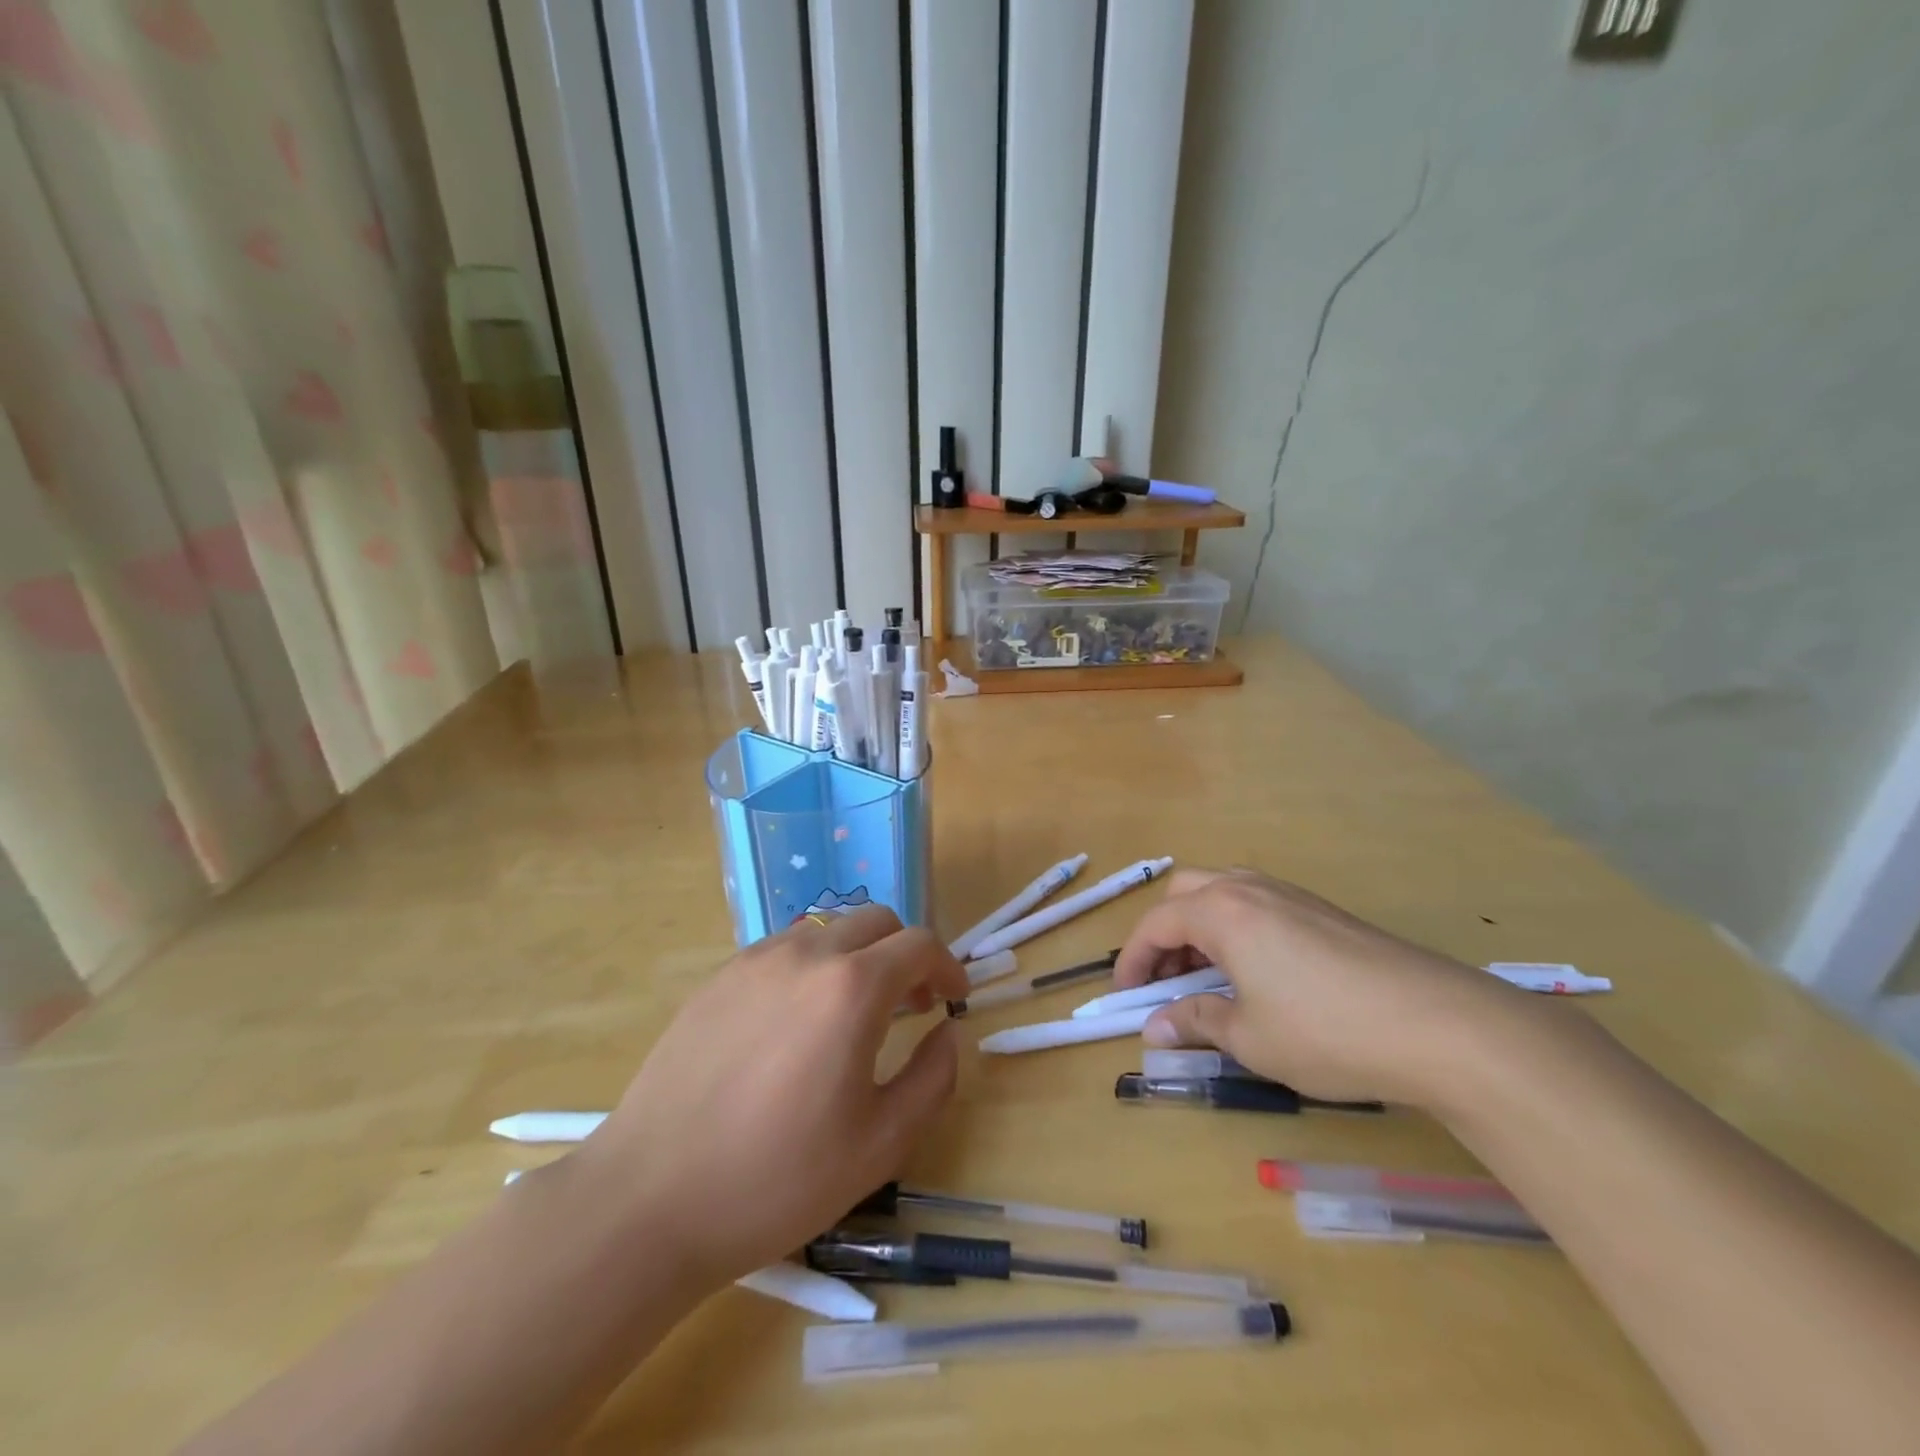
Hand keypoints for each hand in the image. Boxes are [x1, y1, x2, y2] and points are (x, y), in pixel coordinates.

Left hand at [574, 907, 967, 1292]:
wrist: (649, 1200)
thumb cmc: (777, 1179)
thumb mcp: (881, 1145)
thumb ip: (932, 1078)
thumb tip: (948, 1032)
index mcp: (851, 988)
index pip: (919, 944)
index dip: (948, 965)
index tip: (954, 998)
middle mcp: (806, 954)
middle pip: (876, 921)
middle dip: (906, 953)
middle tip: (912, 1003)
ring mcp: (755, 960)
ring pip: (828, 930)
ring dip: (858, 955)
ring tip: (854, 1012)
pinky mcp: (719, 977)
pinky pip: (784, 949)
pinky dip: (812, 965)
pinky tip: (797, 1022)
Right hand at [1115, 868, 1524, 1105]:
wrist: (1441, 1025)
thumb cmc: (1327, 1032)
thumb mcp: (1250, 1038)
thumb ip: (1196, 1023)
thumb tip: (1154, 1028)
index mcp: (1222, 912)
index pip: (1156, 922)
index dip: (1133, 958)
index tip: (1126, 995)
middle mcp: (1251, 889)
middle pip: (1186, 892)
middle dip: (1165, 932)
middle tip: (1166, 979)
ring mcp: (1292, 895)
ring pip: (1224, 893)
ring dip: (1201, 927)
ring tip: (1208, 976)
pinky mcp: (1324, 911)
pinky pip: (1259, 905)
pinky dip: (1237, 929)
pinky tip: (1258, 973)